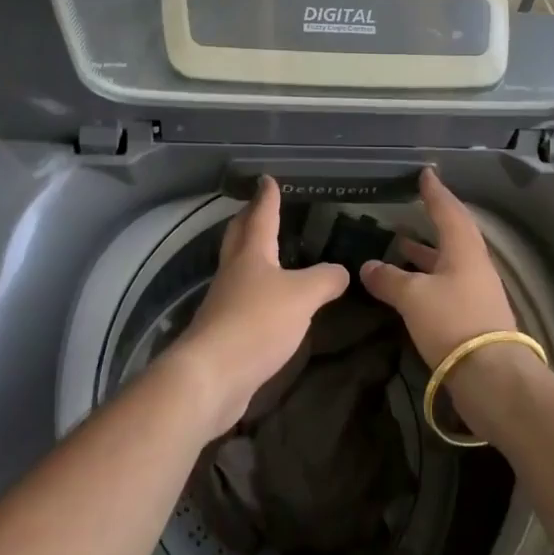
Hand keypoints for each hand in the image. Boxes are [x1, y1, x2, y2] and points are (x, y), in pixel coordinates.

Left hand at [165, 176, 348, 433]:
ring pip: (238, 266)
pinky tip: (267, 301)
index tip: (266, 179)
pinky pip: (241, 299)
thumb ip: (325, 280)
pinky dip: (254, 291)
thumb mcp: (302, 297)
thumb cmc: (257, 322)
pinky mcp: (223, 330)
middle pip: (239, 235)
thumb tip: (341, 270)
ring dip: (250, 254)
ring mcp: (224, 300)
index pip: (261, 215)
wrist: (212, 375)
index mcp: (251, 253)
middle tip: (258, 207)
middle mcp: (234, 270)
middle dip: (249, 219)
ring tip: (269, 252)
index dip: (267, 197)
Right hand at [359, 168, 516, 367]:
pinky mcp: (473, 315)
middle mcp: (474, 264)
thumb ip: (388, 279)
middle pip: (453, 233)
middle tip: (414, 205)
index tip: (426, 173)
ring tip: (401, 242)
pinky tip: (409, 284)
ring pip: (449, 260)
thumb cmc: (452, 322)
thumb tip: (367, 266)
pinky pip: (447, 282)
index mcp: (463, 249)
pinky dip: (427, 275)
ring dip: (427, 250)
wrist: (491, 376)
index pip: (448, 210)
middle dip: (433, 219)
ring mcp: (476, 291)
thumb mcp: (413, 297)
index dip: (434, 192)